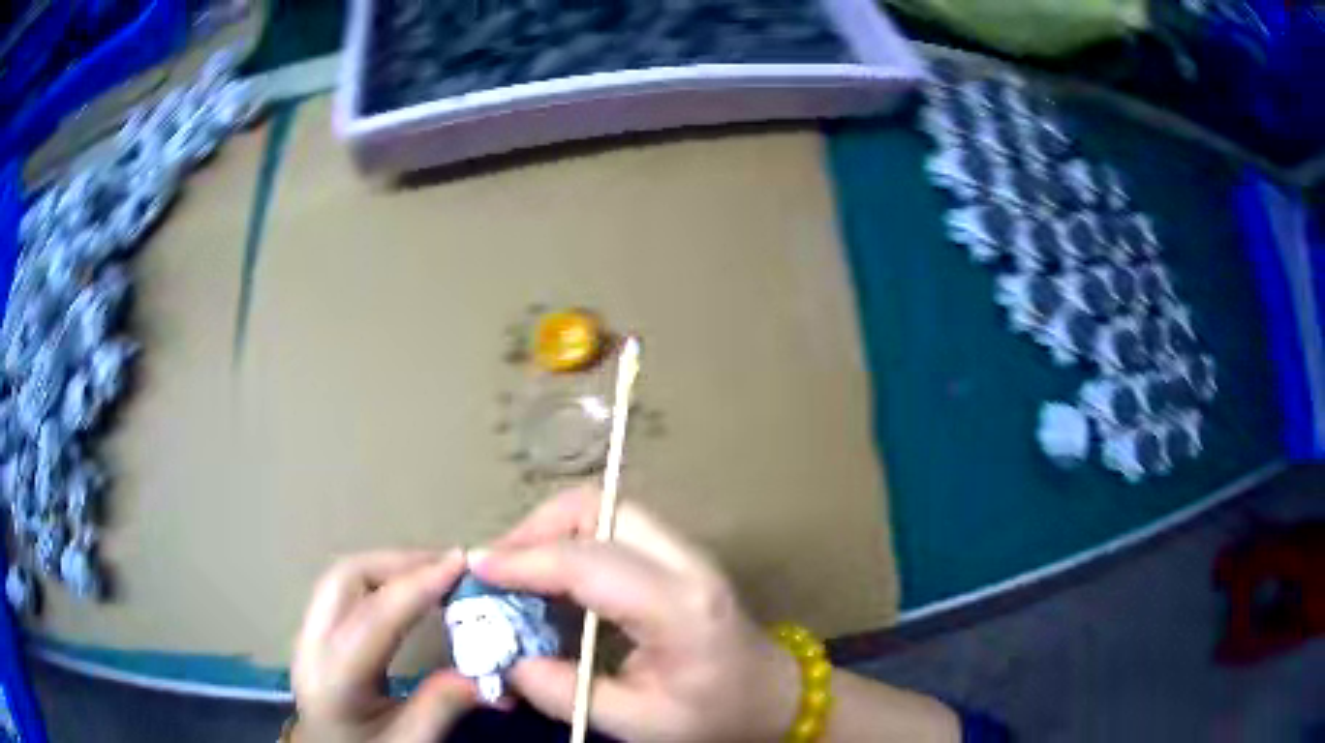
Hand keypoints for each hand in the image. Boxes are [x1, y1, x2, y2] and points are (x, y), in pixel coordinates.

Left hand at [291, 550, 477, 742]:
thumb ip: (441, 707)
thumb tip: (488, 675)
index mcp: (334, 677)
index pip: (374, 616)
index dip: (418, 585)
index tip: (460, 565)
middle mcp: (311, 644)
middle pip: (347, 578)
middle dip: (399, 562)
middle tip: (449, 567)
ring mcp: (307, 634)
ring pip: (342, 578)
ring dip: (388, 567)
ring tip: (433, 574)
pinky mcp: (313, 633)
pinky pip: (343, 591)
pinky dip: (378, 580)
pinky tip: (405, 592)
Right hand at [471, 489, 801, 742]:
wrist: (773, 697)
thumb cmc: (714, 715)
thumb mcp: (638, 723)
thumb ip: (565, 693)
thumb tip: (509, 661)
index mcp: (679, 608)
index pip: (590, 563)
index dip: (526, 561)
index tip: (477, 569)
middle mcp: (685, 563)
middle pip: (599, 507)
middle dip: (536, 528)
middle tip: (497, 568)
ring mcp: (685, 552)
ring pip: (604, 508)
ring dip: (551, 531)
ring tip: (514, 573)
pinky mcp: (676, 556)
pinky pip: (612, 528)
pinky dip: (570, 541)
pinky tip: (549, 579)